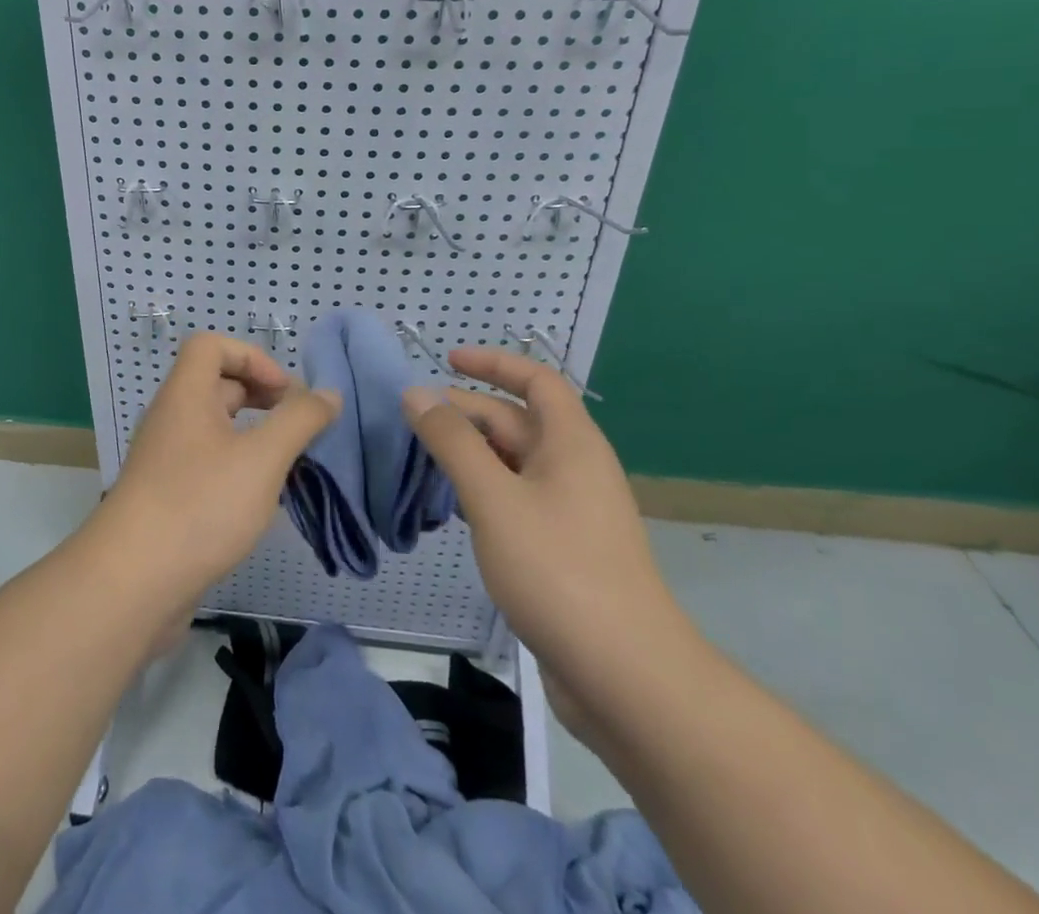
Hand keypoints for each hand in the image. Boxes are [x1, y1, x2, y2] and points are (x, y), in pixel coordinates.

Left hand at [95, 334, 340, 607]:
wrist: (133, 582)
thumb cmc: (200, 505)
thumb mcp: (262, 459)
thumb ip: (299, 421)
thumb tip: (328, 394)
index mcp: (185, 395)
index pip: (211, 345)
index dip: (252, 357)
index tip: (285, 394)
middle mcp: (171, 418)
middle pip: (216, 384)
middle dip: (260, 396)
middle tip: (296, 426)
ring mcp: (165, 459)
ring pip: (214, 428)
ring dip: (253, 435)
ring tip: (287, 463)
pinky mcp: (167, 496)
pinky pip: (207, 463)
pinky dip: (237, 467)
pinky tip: (260, 499)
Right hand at [403, 348, 684, 685]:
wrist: (626, 678)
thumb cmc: (558, 570)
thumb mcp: (493, 497)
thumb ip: (452, 441)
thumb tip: (417, 393)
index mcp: (571, 444)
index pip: (537, 381)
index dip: (494, 363)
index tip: (447, 361)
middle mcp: (575, 468)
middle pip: (517, 422)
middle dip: (466, 413)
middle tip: (412, 419)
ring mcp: (571, 511)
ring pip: (513, 463)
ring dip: (470, 454)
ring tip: (421, 460)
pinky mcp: (564, 549)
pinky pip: (517, 499)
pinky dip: (483, 490)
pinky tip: (452, 508)